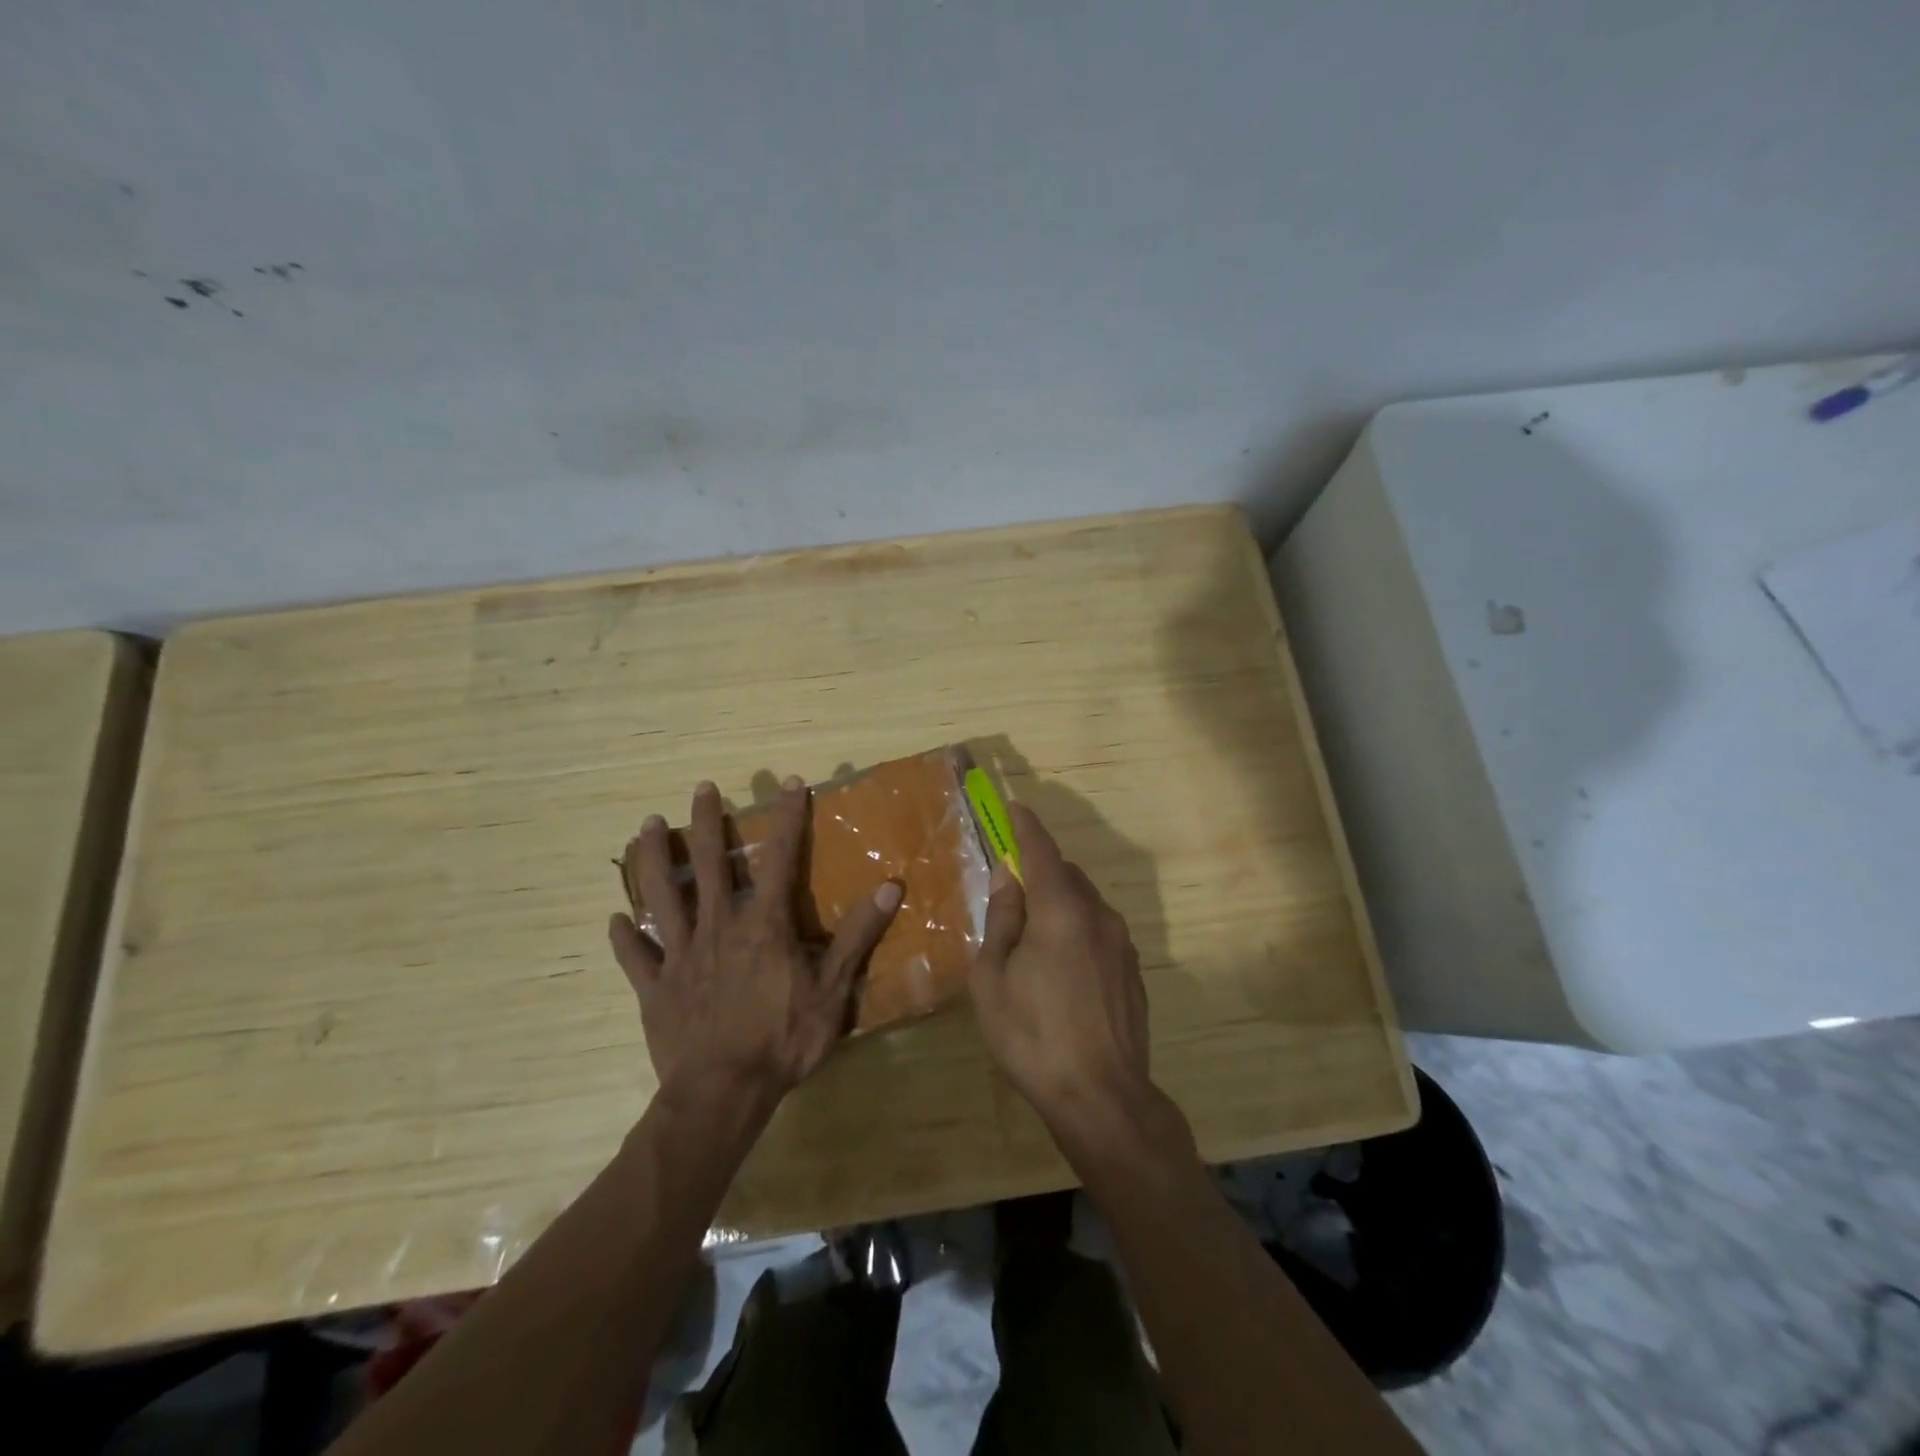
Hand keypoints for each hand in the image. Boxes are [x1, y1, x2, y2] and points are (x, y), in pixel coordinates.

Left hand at [608, 778, 902, 1110]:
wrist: (723, 1093)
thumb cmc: (783, 1039)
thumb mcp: (833, 989)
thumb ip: (857, 935)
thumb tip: (890, 886)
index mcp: (763, 925)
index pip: (779, 858)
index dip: (787, 818)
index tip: (789, 783)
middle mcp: (718, 927)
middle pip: (710, 864)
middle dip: (707, 822)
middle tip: (700, 787)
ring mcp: (681, 956)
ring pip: (663, 896)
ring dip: (655, 859)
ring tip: (646, 825)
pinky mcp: (655, 988)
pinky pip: (636, 957)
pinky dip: (626, 938)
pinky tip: (614, 920)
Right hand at [969, 803, 1158, 1151]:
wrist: (1102, 1097)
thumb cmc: (1032, 1036)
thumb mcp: (993, 978)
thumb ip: (1002, 918)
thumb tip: (1008, 875)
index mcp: (1061, 910)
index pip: (1042, 851)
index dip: (1025, 826)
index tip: (1013, 807)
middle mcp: (1098, 915)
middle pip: (1065, 875)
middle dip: (1039, 870)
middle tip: (1011, 887)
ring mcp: (1121, 943)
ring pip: (1085, 902)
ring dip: (1059, 901)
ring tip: (1032, 933)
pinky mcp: (1133, 970)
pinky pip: (1098, 930)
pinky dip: (1076, 927)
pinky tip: (1061, 965)